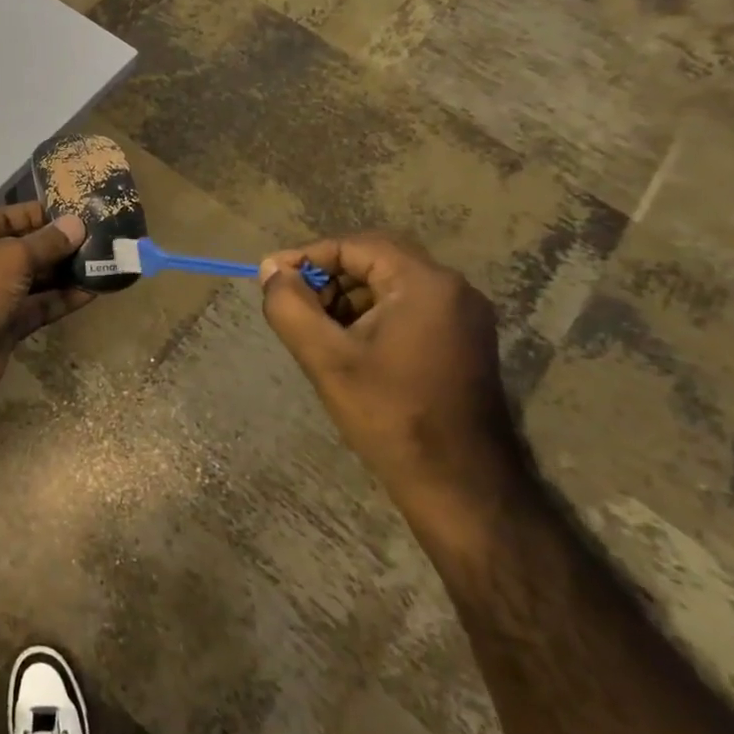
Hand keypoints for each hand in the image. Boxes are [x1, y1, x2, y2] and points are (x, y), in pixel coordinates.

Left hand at [0, 203, 92, 403]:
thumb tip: (77, 224)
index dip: (49, 213)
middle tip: (107, 239)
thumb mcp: (11, 256)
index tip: (87, 212)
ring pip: (37, 279)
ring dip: (68, 272)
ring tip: (107, 262)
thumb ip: (47, 242)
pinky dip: (64, 299)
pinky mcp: (7, 325)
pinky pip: (40, 306)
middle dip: (64, 244)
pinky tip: (94, 291)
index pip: (16, 215)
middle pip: (29, 247)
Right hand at [259, 233, 526, 538]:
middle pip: (374, 260)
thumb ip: (290, 306)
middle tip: (292, 302)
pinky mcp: (462, 342)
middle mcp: (453, 290)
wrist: (460, 486)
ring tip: (314, 328)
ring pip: (389, 285)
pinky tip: (346, 346)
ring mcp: (463, 317)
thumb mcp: (325, 358)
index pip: (355, 246)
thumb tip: (271, 272)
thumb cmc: (390, 416)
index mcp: (425, 284)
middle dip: (326, 276)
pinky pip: (407, 308)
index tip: (271, 278)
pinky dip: (370, 315)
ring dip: (346, 296)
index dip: (307, 256)